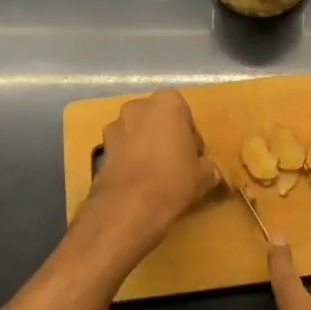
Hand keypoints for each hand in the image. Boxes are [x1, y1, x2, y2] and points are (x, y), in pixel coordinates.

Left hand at [87, 89, 218, 249]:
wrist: (129, 207)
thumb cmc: (173, 180)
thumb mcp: (204, 176)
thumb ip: (208, 167)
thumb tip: (209, 172)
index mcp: (167, 102)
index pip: (185, 114)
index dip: (190, 136)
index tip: (193, 156)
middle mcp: (138, 106)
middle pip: (158, 120)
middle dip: (165, 136)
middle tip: (176, 163)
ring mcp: (115, 126)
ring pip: (137, 133)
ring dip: (145, 147)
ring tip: (155, 175)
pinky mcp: (101, 148)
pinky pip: (122, 150)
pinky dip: (129, 160)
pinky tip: (138, 182)